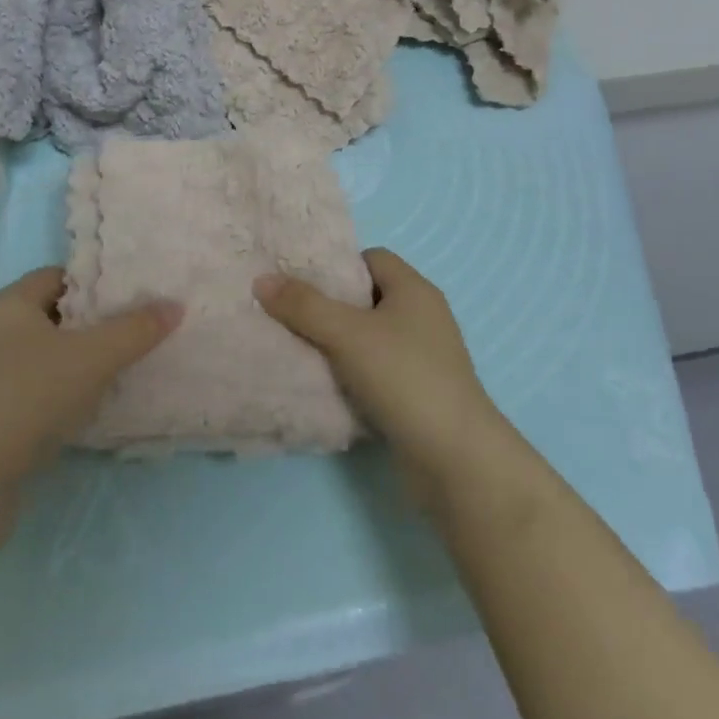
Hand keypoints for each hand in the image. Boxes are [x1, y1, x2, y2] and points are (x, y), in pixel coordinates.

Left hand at [0, 267, 179, 497]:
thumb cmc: (27, 398)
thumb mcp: (92, 357)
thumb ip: (135, 329)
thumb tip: (175, 305)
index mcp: (6, 305)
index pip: (57, 276)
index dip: (95, 283)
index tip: (131, 296)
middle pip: (51, 316)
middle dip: (91, 324)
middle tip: (133, 331)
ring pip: (41, 357)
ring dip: (75, 363)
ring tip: (118, 370)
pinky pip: (29, 392)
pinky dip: (58, 395)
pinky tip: (86, 410)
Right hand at [256, 249, 513, 511]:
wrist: (455, 459)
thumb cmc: (404, 377)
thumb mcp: (347, 334)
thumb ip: (304, 305)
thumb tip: (263, 279)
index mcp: (415, 290)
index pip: (372, 258)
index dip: (337, 266)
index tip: (301, 282)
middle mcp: (424, 317)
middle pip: (369, 297)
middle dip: (331, 306)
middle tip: (290, 315)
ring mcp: (424, 358)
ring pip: (371, 338)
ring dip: (339, 344)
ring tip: (299, 350)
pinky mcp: (419, 394)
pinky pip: (378, 371)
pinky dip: (353, 375)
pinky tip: (326, 387)